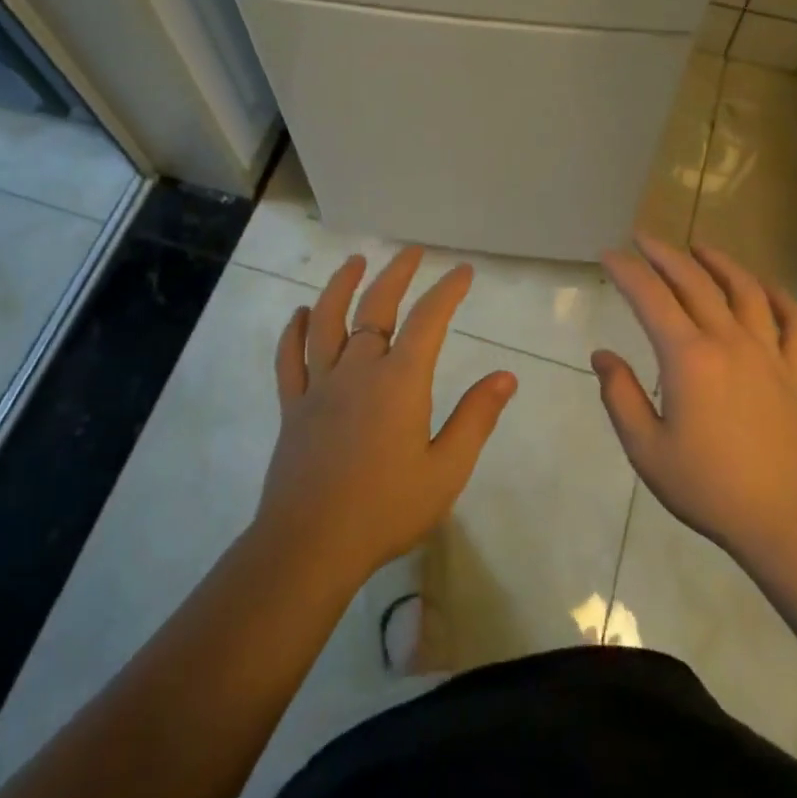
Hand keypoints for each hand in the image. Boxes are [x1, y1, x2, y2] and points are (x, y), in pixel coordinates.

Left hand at [258, 246, 517, 586]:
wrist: (311, 544)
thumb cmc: (386, 509)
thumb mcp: (446, 469)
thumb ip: (476, 418)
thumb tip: (506, 376)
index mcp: (399, 381)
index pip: (428, 320)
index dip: (447, 291)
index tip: (462, 271)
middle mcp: (358, 369)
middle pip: (375, 307)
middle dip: (397, 274)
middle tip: (412, 253)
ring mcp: (320, 385)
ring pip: (327, 321)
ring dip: (341, 286)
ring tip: (355, 262)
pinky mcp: (293, 406)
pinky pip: (290, 358)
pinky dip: (294, 331)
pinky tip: (301, 313)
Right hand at [593, 233, 796, 568]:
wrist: (789, 522)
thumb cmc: (709, 487)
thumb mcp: (646, 449)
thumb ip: (621, 396)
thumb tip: (603, 355)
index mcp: (688, 358)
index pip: (651, 298)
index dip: (627, 271)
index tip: (608, 254)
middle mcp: (729, 342)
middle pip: (695, 282)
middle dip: (665, 254)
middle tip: (643, 238)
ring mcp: (768, 354)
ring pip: (745, 291)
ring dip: (720, 263)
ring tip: (700, 247)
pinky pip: (795, 323)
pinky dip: (781, 298)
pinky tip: (766, 288)